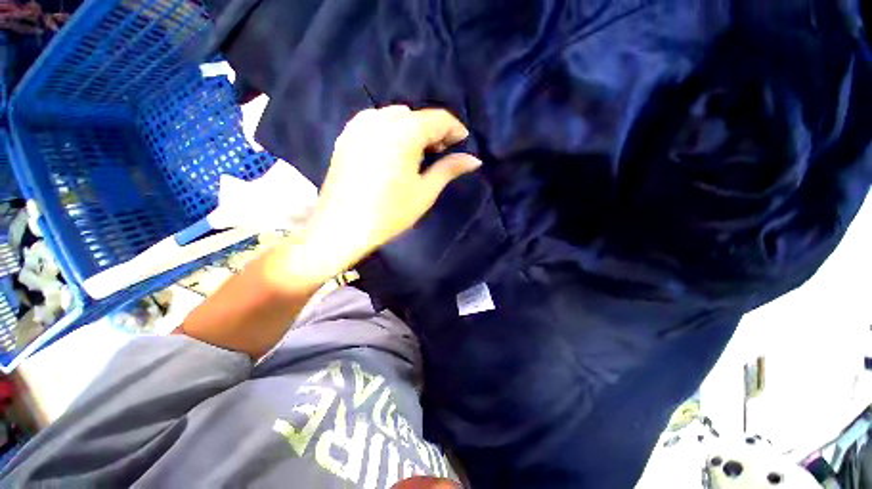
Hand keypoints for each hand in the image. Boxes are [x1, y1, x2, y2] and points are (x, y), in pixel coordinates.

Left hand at [303, 106, 480, 276]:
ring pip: (394, 116)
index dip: (454, 129)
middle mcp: (379, 121)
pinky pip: (374, 122)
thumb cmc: (388, 214)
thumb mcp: (424, 192)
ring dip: (411, 128)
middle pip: (415, 115)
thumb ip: (449, 169)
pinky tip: (392, 150)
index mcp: (402, 134)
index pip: (437, 119)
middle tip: (440, 153)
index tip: (462, 142)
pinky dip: (390, 129)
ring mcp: (358, 127)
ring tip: (416, 153)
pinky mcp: (345, 137)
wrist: (341, 229)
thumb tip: (474, 160)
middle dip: (433, 130)